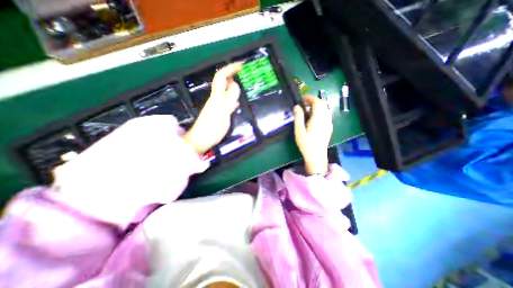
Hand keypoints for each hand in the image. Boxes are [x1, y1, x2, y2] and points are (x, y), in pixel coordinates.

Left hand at [182, 63, 242, 154]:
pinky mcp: (219, 113)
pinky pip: (227, 101)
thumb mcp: (223, 112)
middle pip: (223, 82)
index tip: (240, 65)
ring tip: (243, 86)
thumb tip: (235, 85)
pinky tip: (238, 102)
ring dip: (234, 86)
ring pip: (226, 92)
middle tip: (243, 75)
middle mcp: (216, 99)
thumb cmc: (211, 127)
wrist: (201, 139)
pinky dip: (233, 98)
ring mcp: (217, 106)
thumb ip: (229, 98)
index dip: (230, 69)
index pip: (221, 77)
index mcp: (217, 96)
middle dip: (232, 75)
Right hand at [293, 95, 332, 173]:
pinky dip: (320, 112)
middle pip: (323, 104)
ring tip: (308, 110)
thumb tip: (297, 106)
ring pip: (325, 109)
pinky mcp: (329, 127)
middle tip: (304, 104)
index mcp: (318, 118)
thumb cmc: (306, 144)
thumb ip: (298, 117)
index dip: (310, 98)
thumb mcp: (299, 130)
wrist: (316, 156)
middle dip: (314, 101)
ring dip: (317, 106)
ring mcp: (329, 123)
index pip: (317, 102)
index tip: (302, 100)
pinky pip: (326, 115)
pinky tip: (314, 118)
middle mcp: (326, 119)